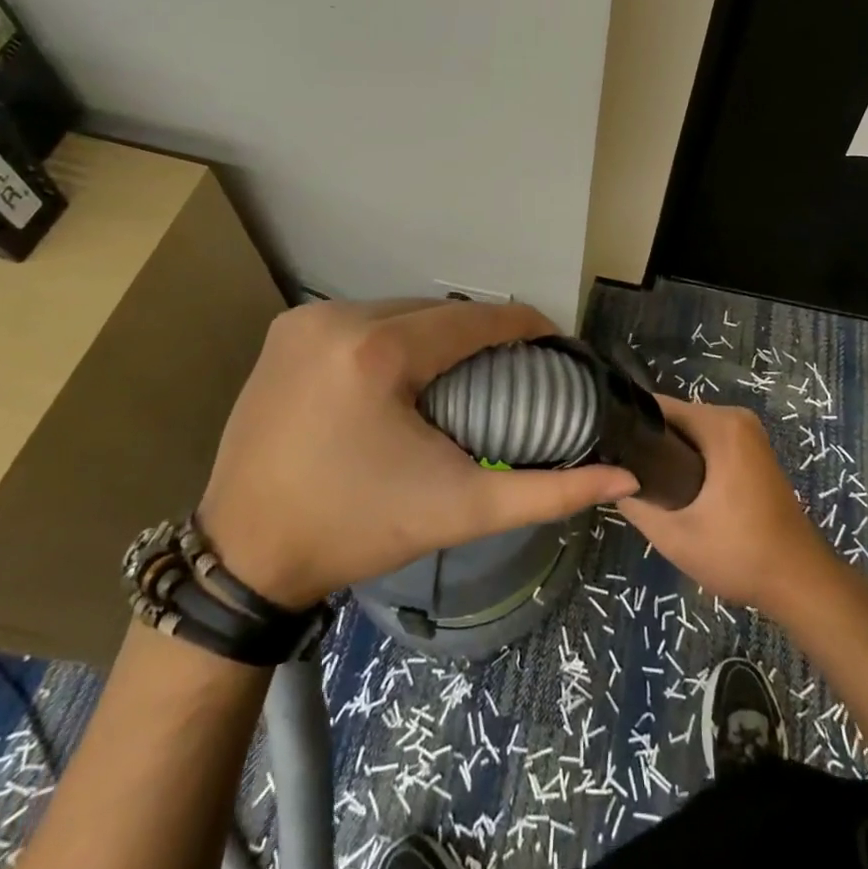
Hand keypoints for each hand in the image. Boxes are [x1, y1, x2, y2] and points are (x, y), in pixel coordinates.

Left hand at [198, 299, 639, 607]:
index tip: (554, 345)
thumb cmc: (356, 530)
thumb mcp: (459, 510)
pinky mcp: (286, 331)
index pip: (475, 319)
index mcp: (379, 352)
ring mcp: (306, 320)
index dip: (525, 326)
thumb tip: (624, 479)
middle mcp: (339, 318)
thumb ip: (547, 493)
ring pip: (400, 310)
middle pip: (438, 312)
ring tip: (463, 369)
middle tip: (509, 368)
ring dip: (437, 332)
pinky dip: (394, 335)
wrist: (243, 558)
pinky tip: (406, 369)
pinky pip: (363, 318)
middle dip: (480, 333)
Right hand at [619, 394, 838, 613]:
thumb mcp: (675, 536)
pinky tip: (674, 488)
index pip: (658, 408)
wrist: (800, 583)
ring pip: (691, 433)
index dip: (628, 426)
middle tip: (622, 476)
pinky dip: (690, 460)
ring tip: (643, 484)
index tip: (606, 451)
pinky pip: (709, 443)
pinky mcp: (752, 451)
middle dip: (649, 444)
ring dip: (669, 454)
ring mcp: (748, 434)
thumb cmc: (740, 554)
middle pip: (675, 418)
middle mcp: (736, 418)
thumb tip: (609, 480)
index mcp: (721, 425)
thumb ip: (635, 503)